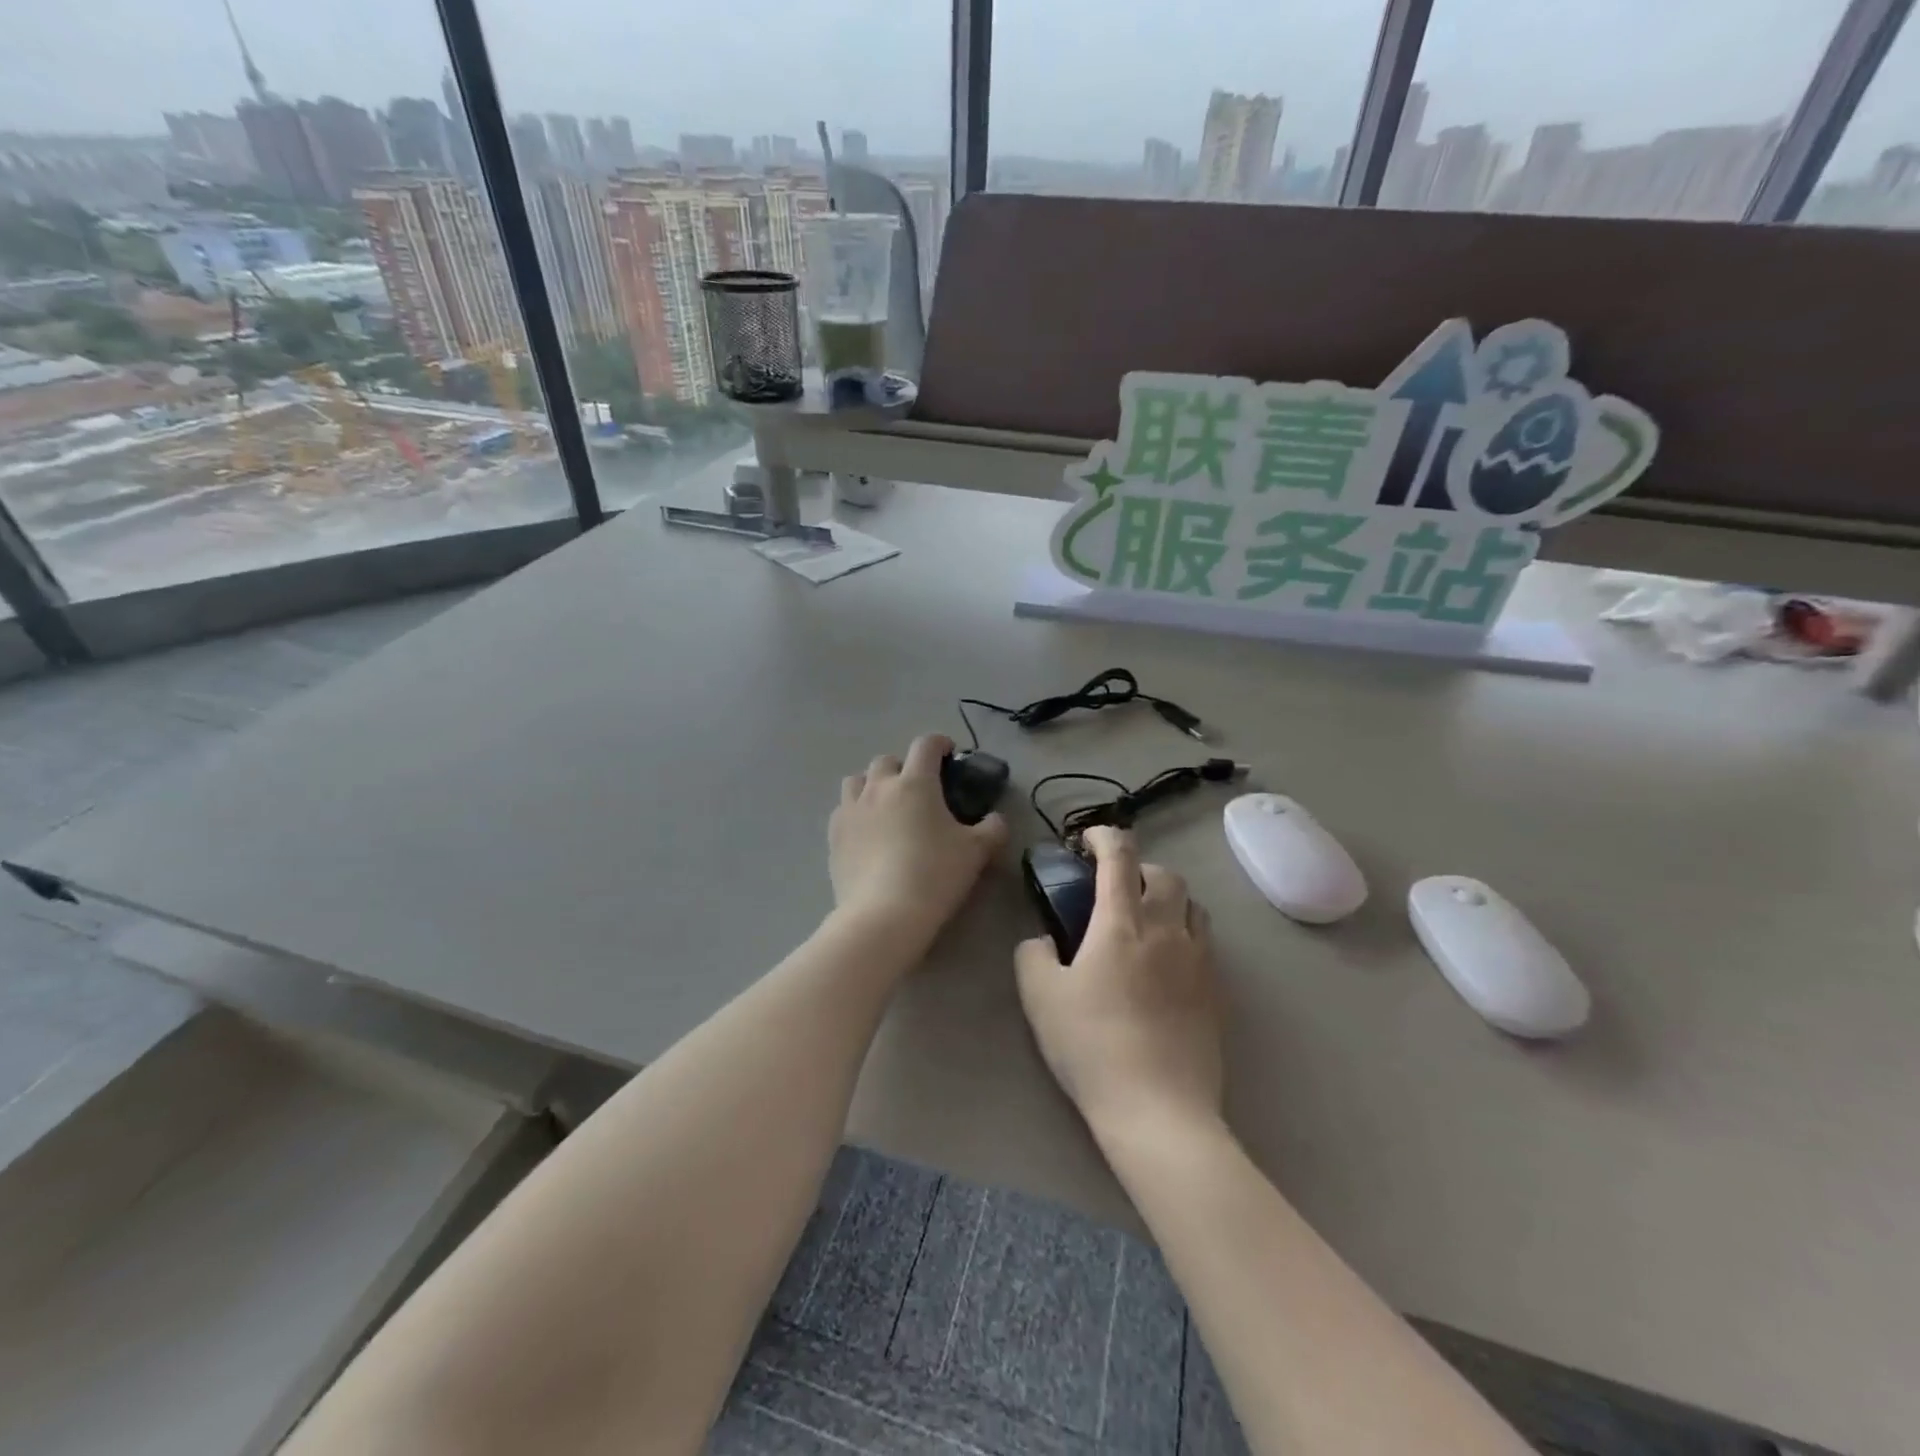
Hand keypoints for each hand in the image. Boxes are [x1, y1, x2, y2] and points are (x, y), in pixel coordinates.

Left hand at [830, 734, 1007, 946]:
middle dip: (903, 767)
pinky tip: (866, 833)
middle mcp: (879, 787)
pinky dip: (855, 812)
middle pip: (887, 760)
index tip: (948, 753)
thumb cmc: (935, 875)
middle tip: (918, 789)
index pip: (926, 745)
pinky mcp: (833, 836)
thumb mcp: (976, 852)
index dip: (939, 743)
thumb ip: (992, 829)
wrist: (884, 914)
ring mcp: (851, 810)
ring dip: (872, 785)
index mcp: (915, 783)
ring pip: (857, 780)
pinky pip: (842, 811)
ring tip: (885, 805)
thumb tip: (995, 820)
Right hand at [1015, 826, 1223, 1137]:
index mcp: (1121, 923)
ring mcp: (1198, 960)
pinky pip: (1204, 941)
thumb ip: (1033, 955)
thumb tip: (1043, 939)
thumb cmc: (1091, 1046)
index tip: (1089, 839)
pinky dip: (1185, 932)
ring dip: (1168, 897)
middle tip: (1115, 887)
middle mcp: (1166, 929)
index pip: (1119, 857)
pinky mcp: (1216, 990)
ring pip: (1192, 904)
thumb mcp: (1039, 998)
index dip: (1104, 837)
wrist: (1158, 1108)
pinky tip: (1167, 963)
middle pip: (1165, 874)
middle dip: (1139, 867)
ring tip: (1146, 920)